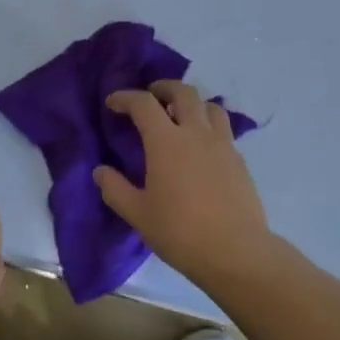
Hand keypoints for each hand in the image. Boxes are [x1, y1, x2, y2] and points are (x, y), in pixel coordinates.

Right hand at [96, 81, 276, 293]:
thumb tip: (100, 171)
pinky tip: (202, 147)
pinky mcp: (239, 160)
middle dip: (164, 87)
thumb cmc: (181, 232)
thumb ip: (115, 189)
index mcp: (166, 142)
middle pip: (183, 92)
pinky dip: (209, 125)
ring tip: (181, 116)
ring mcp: (222, 145)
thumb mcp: (138, 214)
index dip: (125, 98)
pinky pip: (224, 129)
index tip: (113, 103)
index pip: (143, 104)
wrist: (236, 252)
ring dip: (192, 103)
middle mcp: (196, 133)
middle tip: (152, 95)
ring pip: (210, 106)